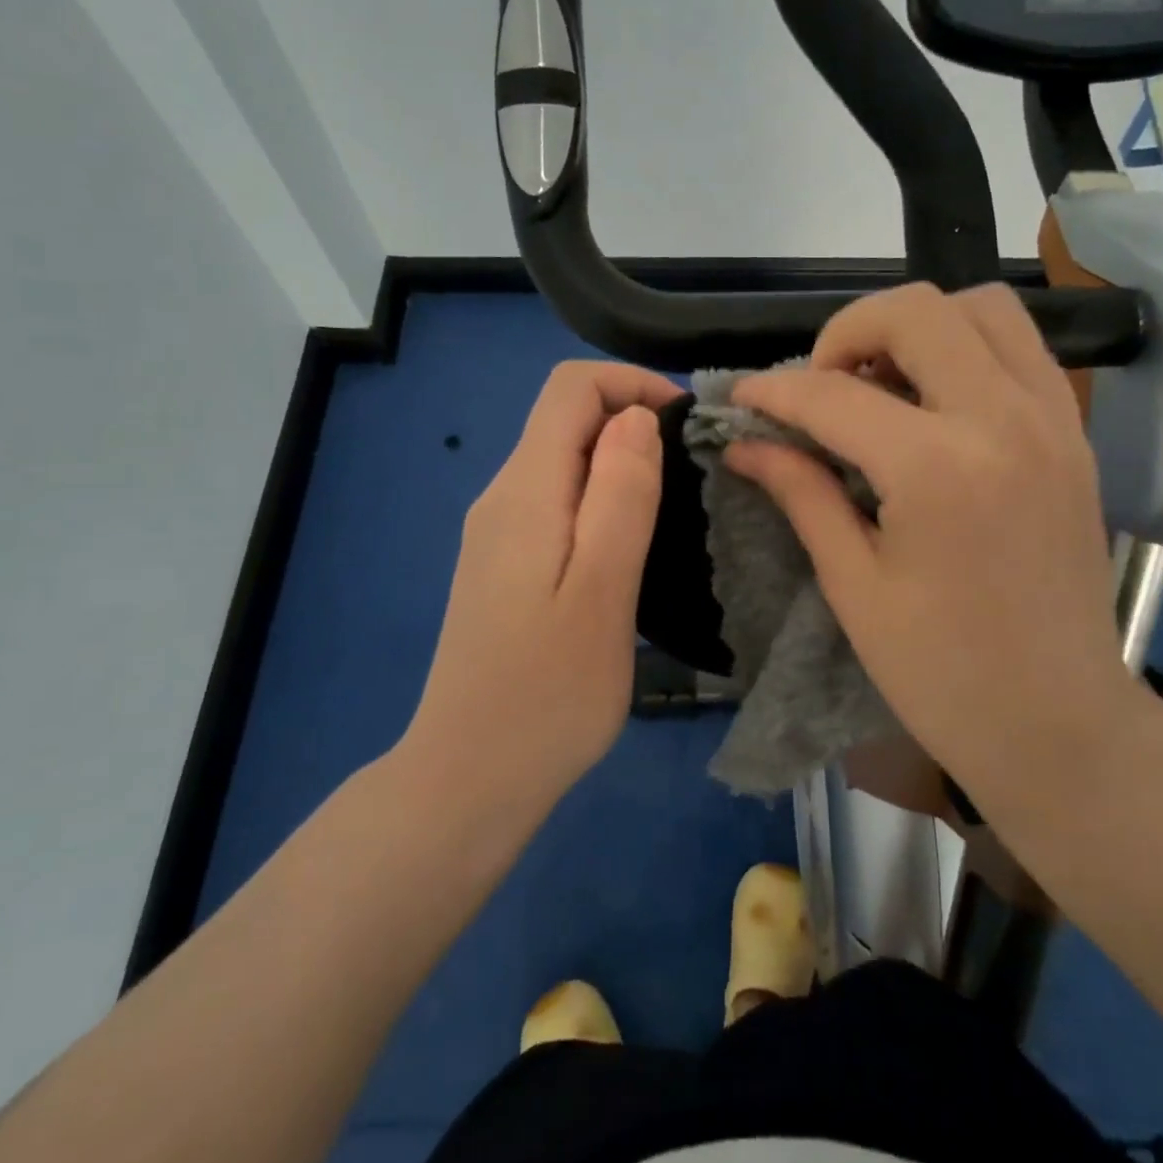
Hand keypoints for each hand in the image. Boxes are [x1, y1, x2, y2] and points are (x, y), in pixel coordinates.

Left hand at [403, 361, 680, 815]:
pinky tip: (630, 548)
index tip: (687, 426)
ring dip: (621, 464)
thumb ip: (620, 496)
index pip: (570, 388)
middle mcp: (501, 497)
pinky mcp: (503, 566)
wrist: (469, 778)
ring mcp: (497, 534)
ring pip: (562, 461)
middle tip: (693, 475)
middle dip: (633, 422)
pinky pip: (556, 502)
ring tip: (673, 511)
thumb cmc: (547, 692)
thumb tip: (636, 418)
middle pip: (565, 419)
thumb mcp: (602, 590)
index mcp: (524, 491)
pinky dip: (600, 499)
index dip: (632, 384)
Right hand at [725, 284, 1140, 812]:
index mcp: (938, 468)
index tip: (739, 399)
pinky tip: (934, 404)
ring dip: (916, 328)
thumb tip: (745, 445)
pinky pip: (1020, 348)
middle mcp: (1003, 419)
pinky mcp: (1074, 434)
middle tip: (820, 389)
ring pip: (981, 308)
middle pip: (916, 310)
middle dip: (846, 333)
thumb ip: (801, 493)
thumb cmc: (942, 673)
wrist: (1060, 722)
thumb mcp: (854, 585)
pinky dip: (967, 348)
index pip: (833, 395)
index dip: (773, 391)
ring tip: (879, 386)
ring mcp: (1052, 419)